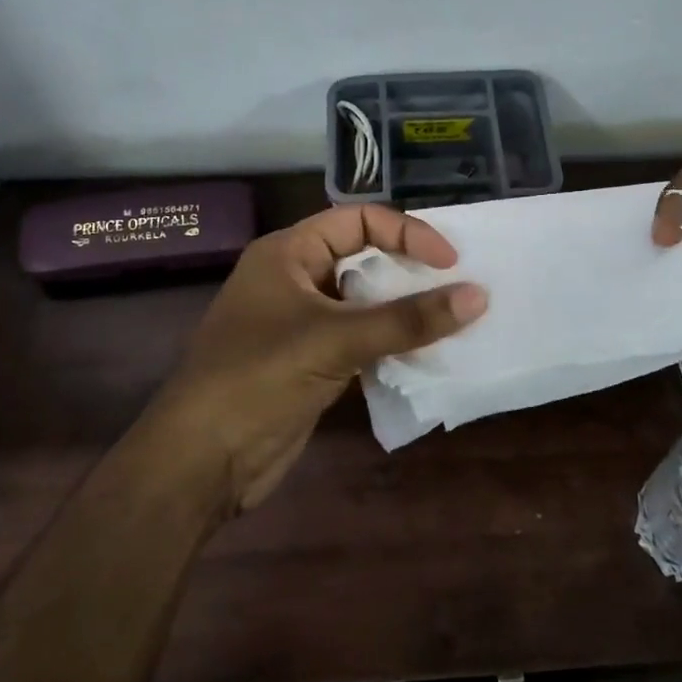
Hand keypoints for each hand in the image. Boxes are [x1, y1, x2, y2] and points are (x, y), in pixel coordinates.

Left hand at [145, 204, 486, 512]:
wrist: (202, 461)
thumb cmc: (259, 378)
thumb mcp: (335, 340)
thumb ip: (407, 319)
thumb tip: (478, 296)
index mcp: (287, 253)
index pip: (357, 221)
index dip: (406, 233)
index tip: (450, 261)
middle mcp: (294, 280)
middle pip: (362, 259)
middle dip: (409, 271)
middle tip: (458, 286)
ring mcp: (302, 324)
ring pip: (364, 303)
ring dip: (404, 311)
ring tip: (452, 320)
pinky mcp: (311, 363)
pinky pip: (361, 340)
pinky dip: (391, 343)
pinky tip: (425, 355)